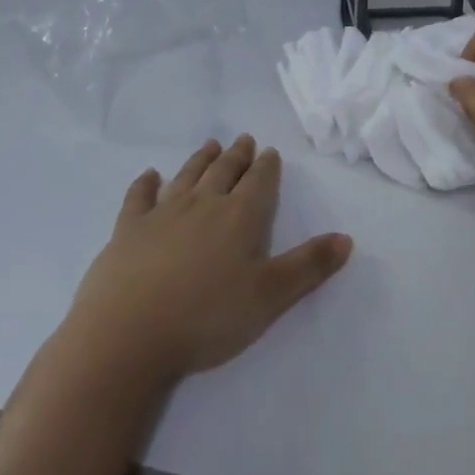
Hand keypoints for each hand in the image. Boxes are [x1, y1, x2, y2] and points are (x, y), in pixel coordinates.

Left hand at [67, 135, 353, 384]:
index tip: (269, 151)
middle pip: (224, 171)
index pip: (259, 182)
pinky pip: (139, 197)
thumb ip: (309, 266)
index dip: (267, 166)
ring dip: (200, 159)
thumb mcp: (270, 297)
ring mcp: (162, 213)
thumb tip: (346, 238)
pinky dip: (146, 183)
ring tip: (211, 145)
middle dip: (237, 155)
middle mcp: (203, 204)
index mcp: (240, 217)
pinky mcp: (127, 229)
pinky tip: (150, 175)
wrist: (127, 334)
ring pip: (187, 176)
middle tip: (244, 140)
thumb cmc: (207, 317)